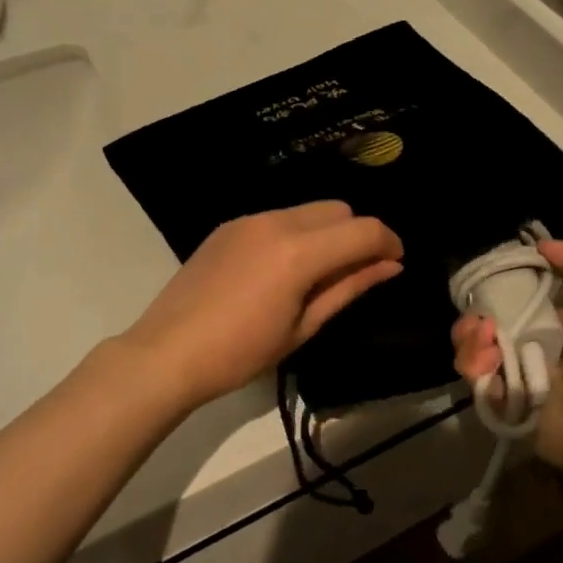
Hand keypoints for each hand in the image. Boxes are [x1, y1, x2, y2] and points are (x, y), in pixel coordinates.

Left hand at [119, 202, 403, 410]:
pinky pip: (279, 217)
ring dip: (327, 233)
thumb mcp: (304, 326)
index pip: (364, 230)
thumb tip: (390, 265)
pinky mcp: (229, 225)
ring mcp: (249, 219)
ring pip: (309, 210)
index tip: (395, 263)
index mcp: (300, 252)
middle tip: (356, 272)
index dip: (389, 242)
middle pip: (339, 209)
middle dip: (357, 234)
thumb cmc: (242, 352)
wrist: (167, 352)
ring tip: (316, 274)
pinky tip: (282, 269)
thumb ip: (350, 287)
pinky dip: (297, 233)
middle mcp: (278, 222)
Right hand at [451, 240, 562, 477]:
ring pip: (474, 354)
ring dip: (471, 342)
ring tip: (485, 341)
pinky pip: (477, 383)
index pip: (510, 304)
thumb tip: (540, 245)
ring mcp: (515, 379)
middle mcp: (530, 350)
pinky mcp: (504, 406)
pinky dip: (476, 369)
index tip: (484, 286)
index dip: (493, 293)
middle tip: (480, 323)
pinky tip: (489, 363)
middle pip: (483, 329)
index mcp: (552, 324)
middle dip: (473, 321)